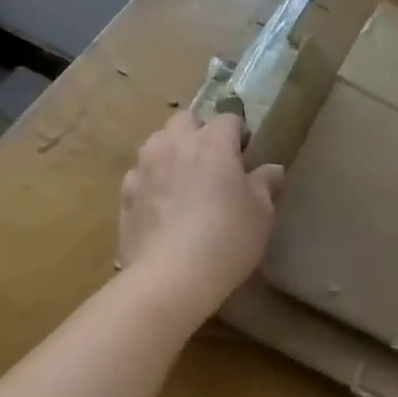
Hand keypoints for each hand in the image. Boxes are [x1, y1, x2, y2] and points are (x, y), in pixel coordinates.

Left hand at [119, 113, 283, 311]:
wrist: (170, 277)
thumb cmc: (226, 238)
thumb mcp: (261, 213)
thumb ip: (266, 184)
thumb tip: (272, 169)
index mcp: (213, 143)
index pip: (228, 119)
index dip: (239, 133)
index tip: (246, 155)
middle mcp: (176, 145)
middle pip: (186, 120)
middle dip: (199, 132)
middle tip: (212, 162)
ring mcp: (145, 167)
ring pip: (157, 141)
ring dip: (171, 150)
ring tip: (183, 178)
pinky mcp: (125, 193)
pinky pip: (139, 173)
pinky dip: (151, 180)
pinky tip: (161, 204)